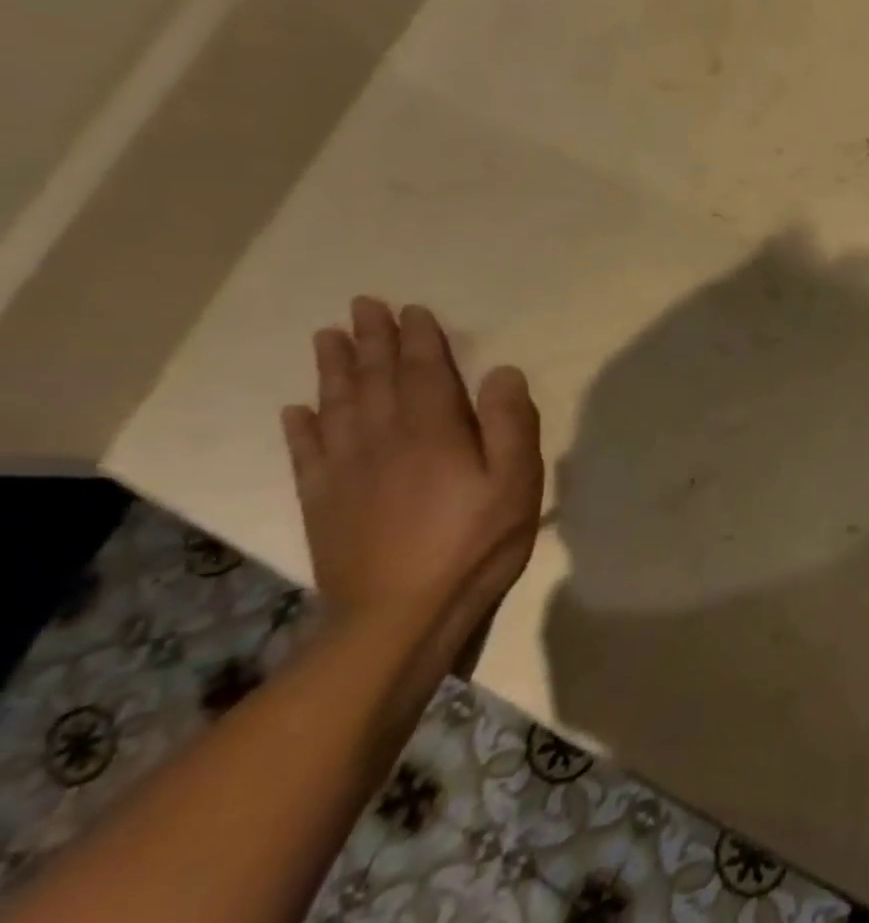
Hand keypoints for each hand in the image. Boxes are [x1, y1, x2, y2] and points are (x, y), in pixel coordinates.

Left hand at [281, 298, 543, 630]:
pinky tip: (297, 411)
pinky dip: (301, 428)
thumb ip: (510, 423)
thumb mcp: (516, 482)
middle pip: (375, 379)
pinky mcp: (324, 503)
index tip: (410, 309)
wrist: (399, 616)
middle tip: (361, 306)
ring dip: (333, 370)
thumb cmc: (474, 544)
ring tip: (327, 338)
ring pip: (337, 406)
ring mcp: (346, 471)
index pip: (424, 371)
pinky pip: (307, 454)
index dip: (419, 338)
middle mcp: (383, 439)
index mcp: (433, 431)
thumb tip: (501, 372)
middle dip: (371, 340)